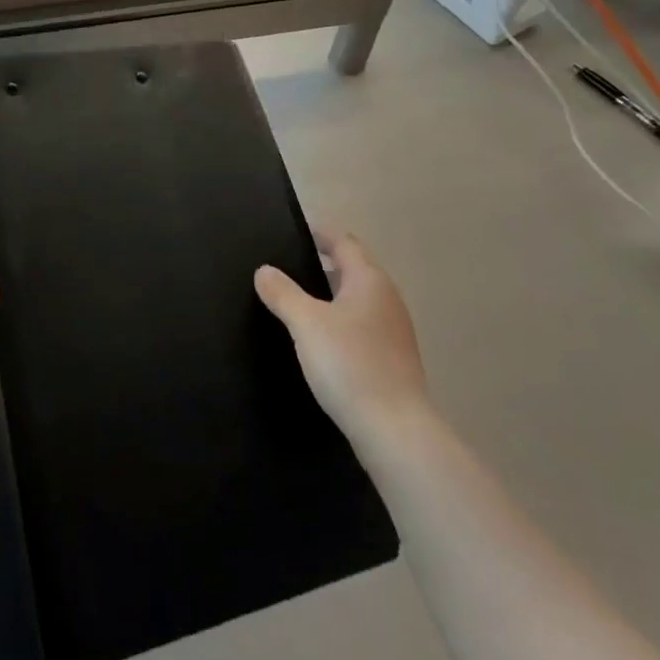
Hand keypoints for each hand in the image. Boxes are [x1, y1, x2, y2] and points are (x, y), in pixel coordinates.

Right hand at [255, 232, 430, 458]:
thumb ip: (282, 293)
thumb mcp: (305, 323)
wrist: (395, 430)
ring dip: (331, 296)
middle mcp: (387, 299)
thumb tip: (264, 270)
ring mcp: (394, 331)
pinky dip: (340, 323)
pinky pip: (361, 327)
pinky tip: (320, 341)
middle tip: (287, 266)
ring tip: (298, 302)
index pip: (345, 242)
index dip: (320, 233)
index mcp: (369, 280)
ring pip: (357, 300)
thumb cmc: (349, 364)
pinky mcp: (393, 360)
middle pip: (353, 270)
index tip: (296, 230)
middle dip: (323, 265)